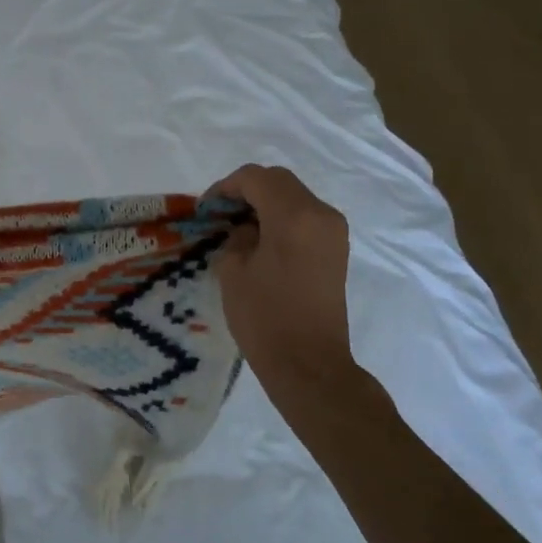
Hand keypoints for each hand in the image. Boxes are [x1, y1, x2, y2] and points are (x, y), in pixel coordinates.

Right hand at [206, 164, 360, 399]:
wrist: (309, 364)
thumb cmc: (264, 317)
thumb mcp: (233, 270)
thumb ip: (236, 236)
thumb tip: (245, 227)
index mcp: (294, 216)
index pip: (255, 178)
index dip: (225, 187)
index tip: (205, 209)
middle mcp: (321, 214)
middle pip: (279, 181)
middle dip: (246, 190)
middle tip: (219, 214)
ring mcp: (333, 231)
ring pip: (294, 197)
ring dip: (264, 203)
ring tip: (237, 228)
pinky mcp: (336, 249)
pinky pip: (305, 216)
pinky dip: (280, 218)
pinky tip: (260, 241)